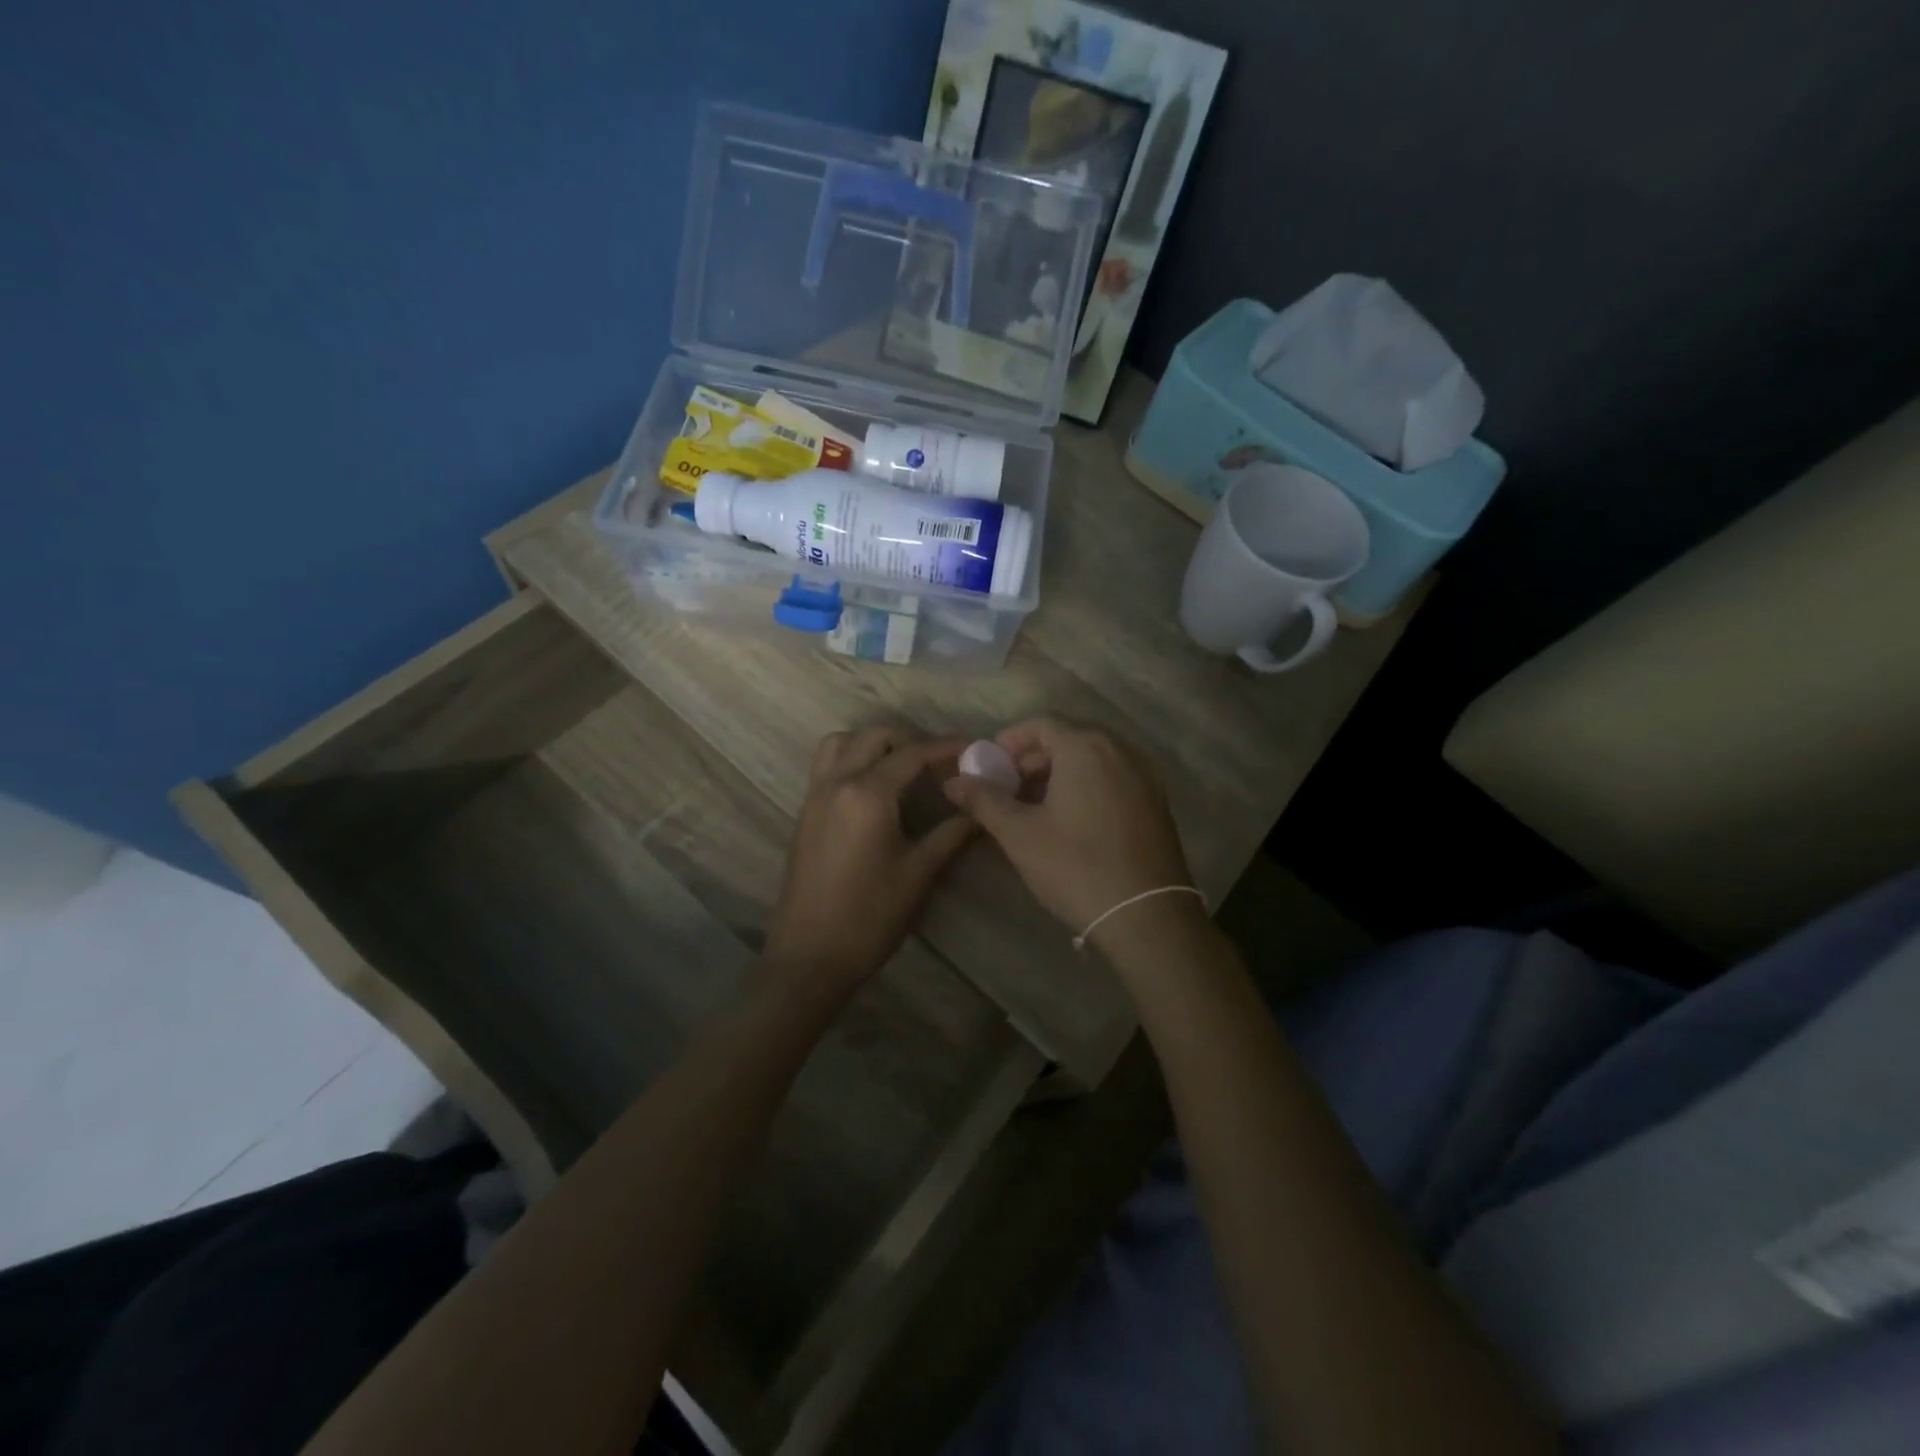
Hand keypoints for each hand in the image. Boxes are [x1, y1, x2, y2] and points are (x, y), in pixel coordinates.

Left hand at [765, 727, 975, 990]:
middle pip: (875, 737)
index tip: (974, 748)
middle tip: (939, 765)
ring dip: (874, 744)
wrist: (810, 956)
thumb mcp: (919, 873)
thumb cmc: (870, 915)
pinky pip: (827, 766)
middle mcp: (837, 782)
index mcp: (868, 794)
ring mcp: (815, 796)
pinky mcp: (805, 813)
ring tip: (902, 769)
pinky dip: (852, 759)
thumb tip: (980, 812)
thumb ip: (952, 834)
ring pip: (842, 743)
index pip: (913, 754)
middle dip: (910, 741)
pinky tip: (875, 791)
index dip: (946, 747)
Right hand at [943, 716, 1195, 942]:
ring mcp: (1145, 776)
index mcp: (1086, 748)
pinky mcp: (1158, 803)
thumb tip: (953, 781)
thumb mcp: (1020, 834)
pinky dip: (1088, 786)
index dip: (1010, 740)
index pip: (1042, 723)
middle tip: (1008, 786)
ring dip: (1061, 773)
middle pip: (1070, 738)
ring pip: (1094, 759)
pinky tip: (1072, 819)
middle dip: (1034, 758)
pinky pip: (1115, 778)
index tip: (990, 765)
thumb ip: (984, 800)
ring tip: (1035, 805)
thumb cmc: (1076, 867)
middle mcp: (1121, 750)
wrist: (1147, 916)